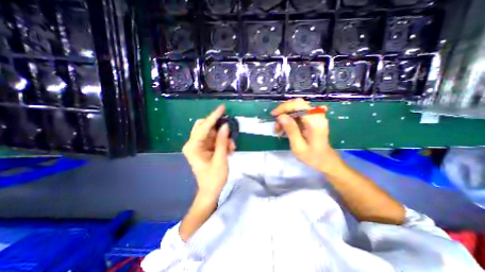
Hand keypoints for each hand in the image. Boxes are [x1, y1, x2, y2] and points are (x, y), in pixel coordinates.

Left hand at [182, 106, 236, 198]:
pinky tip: (229, 149)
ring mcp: (198, 145)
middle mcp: (193, 143)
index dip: (214, 117)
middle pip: (205, 127)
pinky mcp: (204, 148)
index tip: (222, 108)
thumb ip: (222, 141)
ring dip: (223, 137)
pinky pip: (214, 139)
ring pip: (211, 133)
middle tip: (229, 132)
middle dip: (219, 128)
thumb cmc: (214, 177)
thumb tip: (225, 125)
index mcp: (193, 146)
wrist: (211, 190)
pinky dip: (222, 142)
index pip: (204, 127)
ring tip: (232, 147)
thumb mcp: (221, 158)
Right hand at [271, 99, 342, 172]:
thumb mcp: (298, 146)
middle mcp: (317, 115)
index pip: (299, 105)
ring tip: (278, 129)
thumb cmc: (312, 156)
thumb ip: (291, 130)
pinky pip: (297, 114)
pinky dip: (288, 119)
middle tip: (276, 124)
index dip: (284, 107)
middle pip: (297, 104)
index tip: (274, 115)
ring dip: (285, 117)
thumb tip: (281, 116)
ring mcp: (315, 116)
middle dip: (283, 112)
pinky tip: (284, 129)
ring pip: (296, 108)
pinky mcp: (311, 119)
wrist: (324, 160)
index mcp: (315, 121)